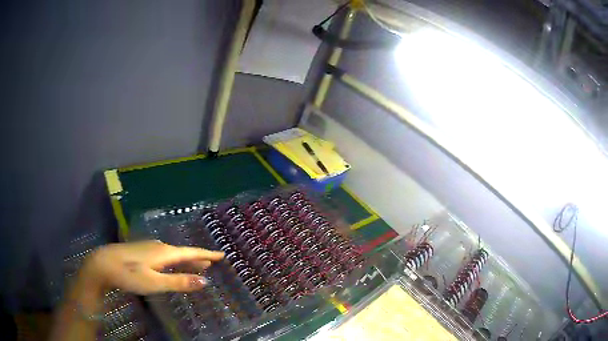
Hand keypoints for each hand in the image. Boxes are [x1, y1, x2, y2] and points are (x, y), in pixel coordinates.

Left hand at [81, 240, 223, 294]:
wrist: (103, 263)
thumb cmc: (130, 274)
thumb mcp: (156, 283)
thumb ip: (180, 282)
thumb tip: (205, 282)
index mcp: (165, 253)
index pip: (191, 252)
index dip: (207, 254)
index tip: (221, 255)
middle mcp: (159, 246)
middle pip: (183, 252)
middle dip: (198, 257)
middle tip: (211, 262)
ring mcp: (148, 247)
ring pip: (173, 254)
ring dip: (186, 259)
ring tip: (196, 265)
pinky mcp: (141, 251)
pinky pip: (164, 255)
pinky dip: (174, 261)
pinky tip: (171, 265)